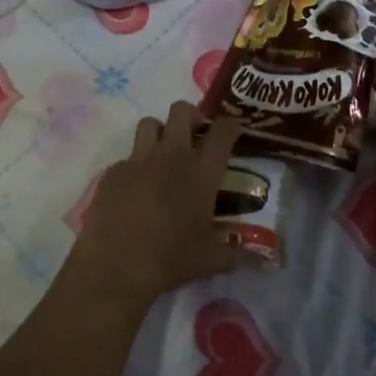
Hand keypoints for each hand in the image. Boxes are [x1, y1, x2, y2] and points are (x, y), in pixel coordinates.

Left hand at [74, 103, 243, 308]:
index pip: (222, 132)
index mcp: (201, 173)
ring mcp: (139, 160)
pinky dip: (136, 166)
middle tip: (195, 134)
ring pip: (150, 123)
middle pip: (182, 111)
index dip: (230, 124)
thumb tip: (261, 262)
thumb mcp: (210, 259)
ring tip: (163, 153)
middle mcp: (171, 156)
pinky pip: (127, 157)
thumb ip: (236, 253)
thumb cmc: (170, 259)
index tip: (233, 128)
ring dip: (160, 132)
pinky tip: (136, 189)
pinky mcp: (113, 171)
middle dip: (191, 115)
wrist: (116, 265)